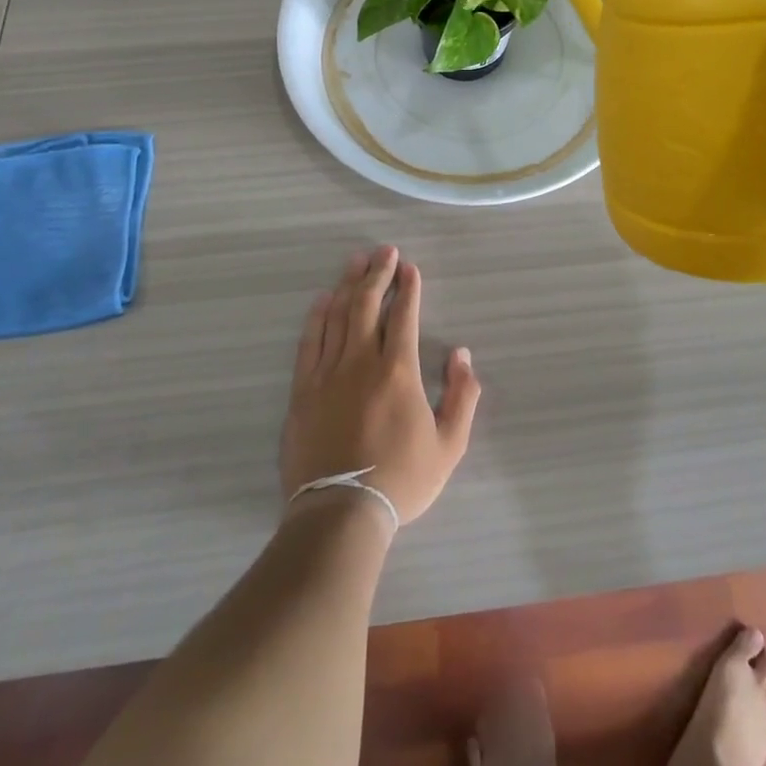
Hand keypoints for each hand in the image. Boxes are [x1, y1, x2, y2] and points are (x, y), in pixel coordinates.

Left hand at [280, 245, 480, 529]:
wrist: (340, 514)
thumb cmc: (401, 480)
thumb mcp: (449, 445)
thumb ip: (462, 396)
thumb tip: (463, 355)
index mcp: (398, 371)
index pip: (403, 316)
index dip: (408, 288)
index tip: (409, 267)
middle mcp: (361, 362)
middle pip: (368, 305)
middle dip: (378, 273)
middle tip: (384, 251)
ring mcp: (327, 373)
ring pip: (338, 316)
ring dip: (348, 284)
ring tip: (356, 261)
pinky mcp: (303, 390)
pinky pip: (309, 342)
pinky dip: (317, 316)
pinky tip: (322, 299)